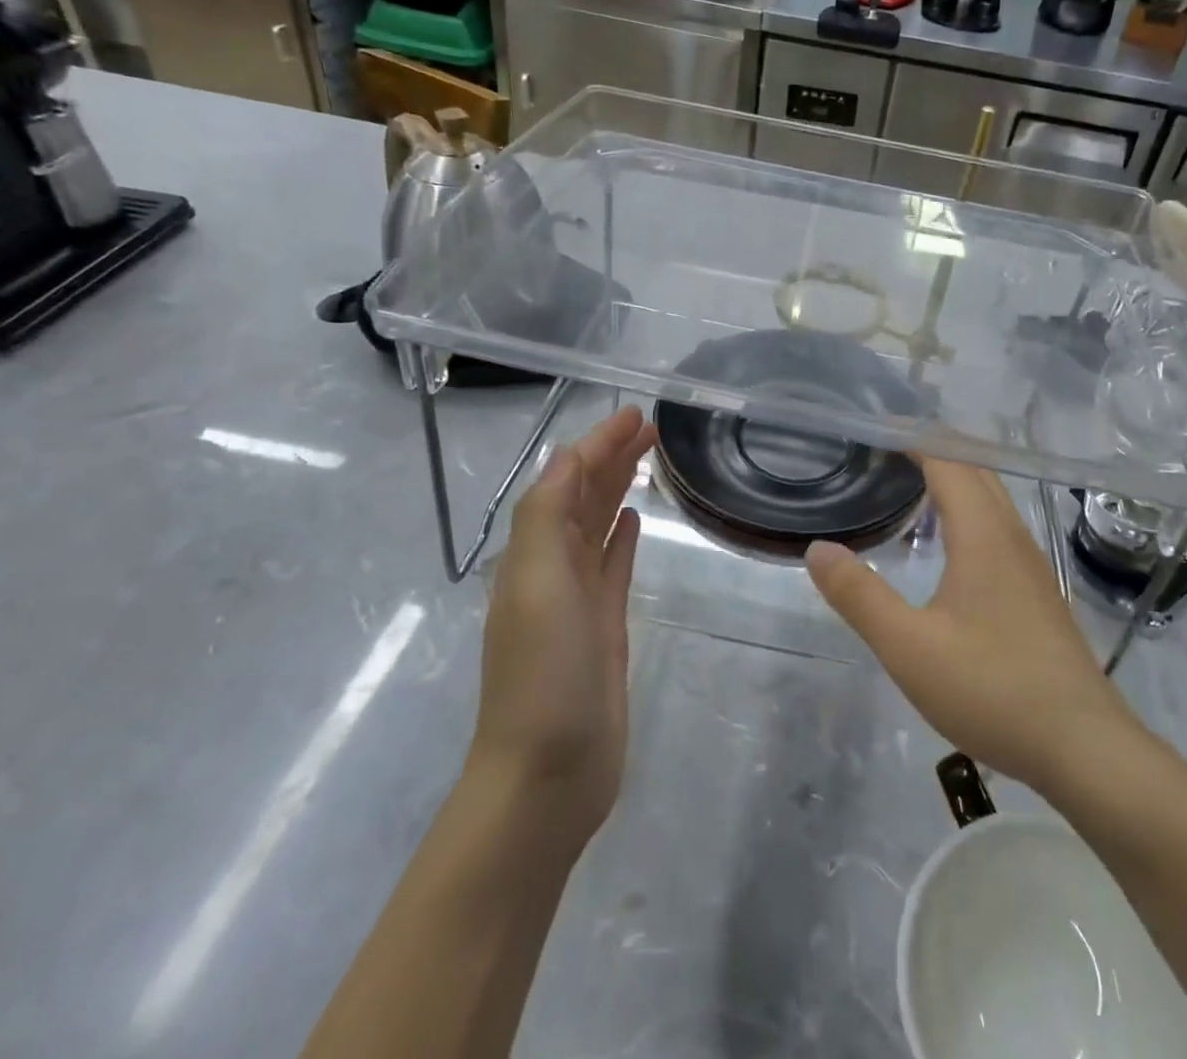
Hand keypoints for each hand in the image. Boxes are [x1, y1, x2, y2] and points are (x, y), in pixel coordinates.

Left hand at [469, 405, 657, 847]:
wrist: (550, 771)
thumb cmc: (544, 671)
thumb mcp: (537, 581)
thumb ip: (547, 514)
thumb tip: (570, 456)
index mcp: (534, 551)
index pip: (567, 479)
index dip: (598, 443)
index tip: (635, 413)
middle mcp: (553, 566)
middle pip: (585, 496)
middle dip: (612, 457)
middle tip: (652, 427)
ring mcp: (580, 597)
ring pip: (601, 524)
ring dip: (619, 488)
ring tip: (647, 458)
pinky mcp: (605, 625)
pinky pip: (613, 565)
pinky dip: (622, 536)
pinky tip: (635, 519)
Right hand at [805, 458, 1141, 792]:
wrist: (1085, 748)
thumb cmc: (993, 689)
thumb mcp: (909, 647)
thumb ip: (860, 596)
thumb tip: (818, 549)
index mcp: (983, 535)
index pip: (948, 461)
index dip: (914, 437)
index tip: (877, 427)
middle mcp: (1011, 536)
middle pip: (974, 471)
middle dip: (933, 449)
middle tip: (885, 447)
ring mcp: (1030, 564)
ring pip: (992, 498)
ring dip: (954, 478)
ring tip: (910, 482)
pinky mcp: (1037, 591)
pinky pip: (998, 526)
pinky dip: (968, 509)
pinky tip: (949, 543)